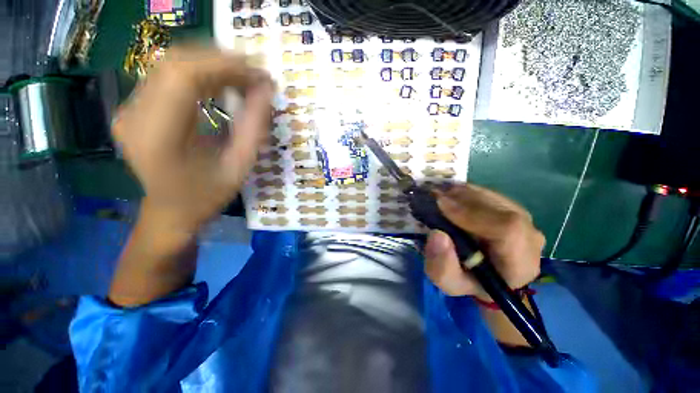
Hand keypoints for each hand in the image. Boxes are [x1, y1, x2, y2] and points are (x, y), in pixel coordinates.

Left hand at [113, 46, 273, 232]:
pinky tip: (221, 83)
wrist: (171, 211)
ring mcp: (129, 108)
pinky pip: (167, 76)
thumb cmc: (207, 196)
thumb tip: (266, 89)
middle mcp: (134, 114)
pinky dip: (199, 73)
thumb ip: (254, 127)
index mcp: (158, 136)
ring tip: (243, 78)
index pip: (185, 76)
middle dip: (221, 61)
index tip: (258, 73)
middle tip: (255, 74)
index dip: (225, 66)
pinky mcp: (134, 107)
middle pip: (175, 63)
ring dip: (211, 64)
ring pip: (170, 64)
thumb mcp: (239, 166)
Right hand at [424, 184, 544, 299]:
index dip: (472, 214)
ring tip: (440, 196)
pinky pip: (489, 193)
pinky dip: (466, 191)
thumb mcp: (448, 282)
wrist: (486, 274)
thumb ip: (442, 266)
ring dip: (462, 193)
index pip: (508, 230)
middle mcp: (529, 238)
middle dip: (462, 199)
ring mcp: (524, 220)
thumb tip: (438, 234)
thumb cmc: (468, 281)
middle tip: (434, 197)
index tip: (441, 205)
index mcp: (519, 264)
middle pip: (500, 208)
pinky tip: (450, 196)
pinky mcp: (513, 208)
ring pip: (493, 196)